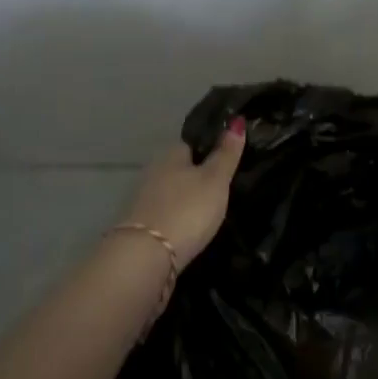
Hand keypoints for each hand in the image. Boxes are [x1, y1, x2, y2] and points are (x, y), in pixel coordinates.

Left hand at [122, 117, 246, 262]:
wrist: (145, 258)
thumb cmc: (187, 210)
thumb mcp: (215, 180)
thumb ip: (226, 153)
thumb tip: (237, 120)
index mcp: (171, 154)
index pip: (192, 144)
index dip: (210, 150)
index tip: (228, 162)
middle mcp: (153, 172)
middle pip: (180, 170)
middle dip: (197, 178)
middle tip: (222, 190)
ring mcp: (143, 200)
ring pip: (171, 193)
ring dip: (186, 200)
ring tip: (210, 212)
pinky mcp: (139, 227)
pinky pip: (164, 215)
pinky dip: (176, 219)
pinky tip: (189, 230)